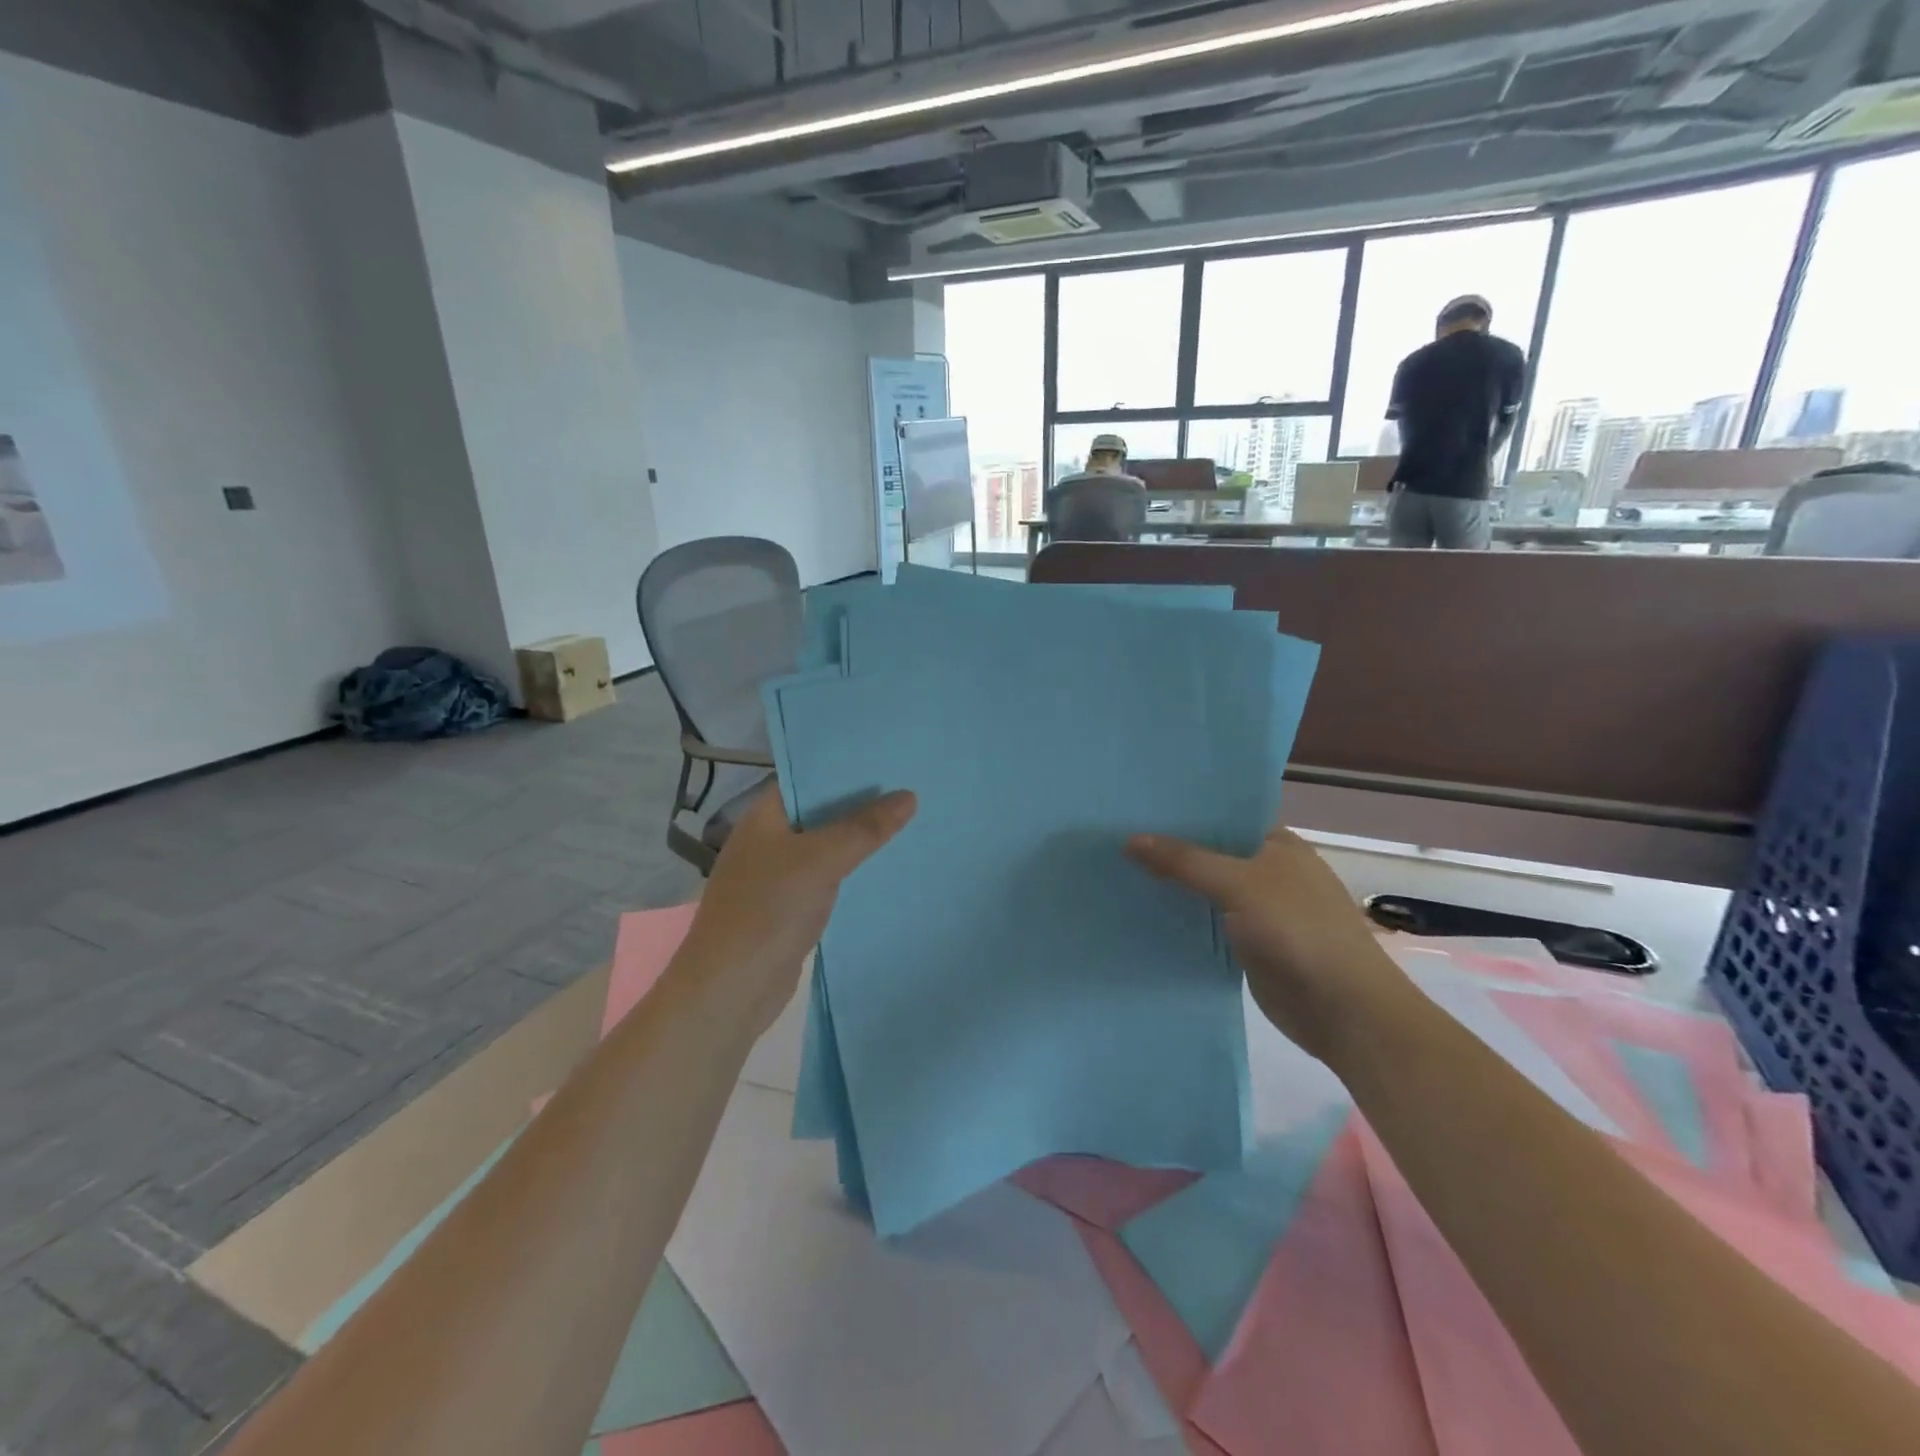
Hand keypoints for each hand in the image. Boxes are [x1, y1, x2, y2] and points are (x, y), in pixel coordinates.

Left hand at [677, 785, 916, 1038]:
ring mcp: (777, 875)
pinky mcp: (789, 908)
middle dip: (861, 803)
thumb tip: (908, 796)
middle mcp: (768, 839)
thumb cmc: (769, 910)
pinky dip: (853, 872)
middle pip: (821, 812)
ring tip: (910, 821)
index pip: (807, 777)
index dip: (846, 766)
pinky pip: (828, 878)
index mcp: (764, 816)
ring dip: (860, 839)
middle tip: (911, 787)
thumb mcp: (821, 860)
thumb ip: (864, 827)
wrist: (731, 989)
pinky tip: (887, 868)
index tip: (889, 758)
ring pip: (827, 846)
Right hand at [1127, 823, 1412, 1062]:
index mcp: (1276, 843)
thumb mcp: (1239, 884)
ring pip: (1204, 890)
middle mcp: (1267, 871)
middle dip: (1168, 849)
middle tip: (1112, 837)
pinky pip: (1206, 923)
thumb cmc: (1299, 931)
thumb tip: (1130, 839)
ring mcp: (1258, 910)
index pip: (1221, 816)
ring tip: (1115, 870)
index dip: (1181, 812)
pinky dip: (1180, 919)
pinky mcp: (1248, 945)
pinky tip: (1141, 912)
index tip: (1134, 806)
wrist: (1344, 1011)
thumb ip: (1185, 861)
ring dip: (1170, 886)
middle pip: (1209, 853)